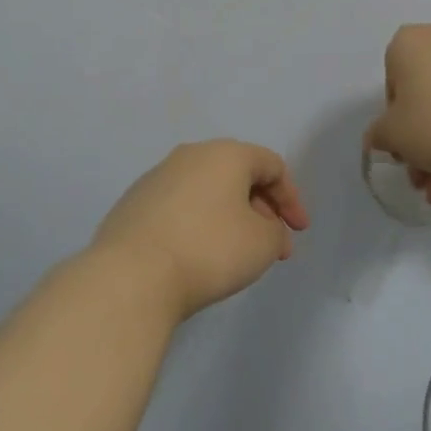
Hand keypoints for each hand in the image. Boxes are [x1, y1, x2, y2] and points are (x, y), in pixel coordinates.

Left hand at [92, 140, 309, 321]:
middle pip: (238, 176)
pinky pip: (180, 208)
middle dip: (263, 211)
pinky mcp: (133, 205)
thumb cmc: (210, 250)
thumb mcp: (264, 243)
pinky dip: (200, 225)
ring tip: (238, 255)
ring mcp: (155, 179)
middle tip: (273, 248)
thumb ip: (275, 230)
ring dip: (231, 219)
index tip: (298, 233)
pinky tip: (200, 256)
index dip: (292, 199)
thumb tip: (258, 226)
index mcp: (225, 154)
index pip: (272, 165)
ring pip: (207, 192)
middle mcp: (189, 156)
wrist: (131, 276)